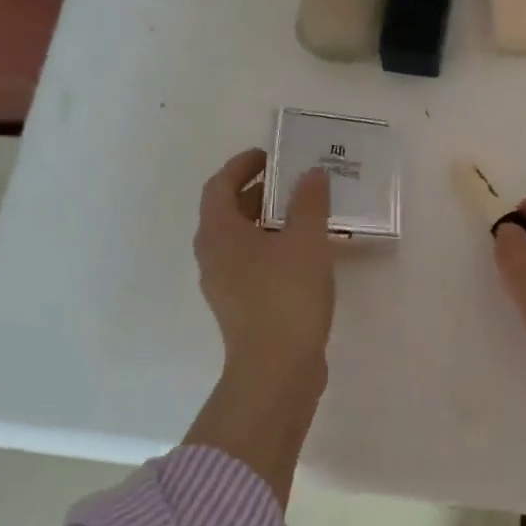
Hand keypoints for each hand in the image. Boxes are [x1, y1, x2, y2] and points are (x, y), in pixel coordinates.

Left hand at [194, 149, 335, 389]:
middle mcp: (214, 256)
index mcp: (219, 233)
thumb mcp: (305, 240)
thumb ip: (309, 202)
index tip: (272, 156)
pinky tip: (309, 253)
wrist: (277, 369)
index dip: (243, 165)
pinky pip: (256, 264)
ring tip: (308, 214)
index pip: (220, 185)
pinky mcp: (244, 308)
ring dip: (271, 221)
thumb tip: (311, 174)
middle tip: (296, 181)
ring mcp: (226, 285)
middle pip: (230, 211)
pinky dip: (276, 248)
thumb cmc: (285, 295)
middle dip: (261, 191)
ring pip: (244, 240)